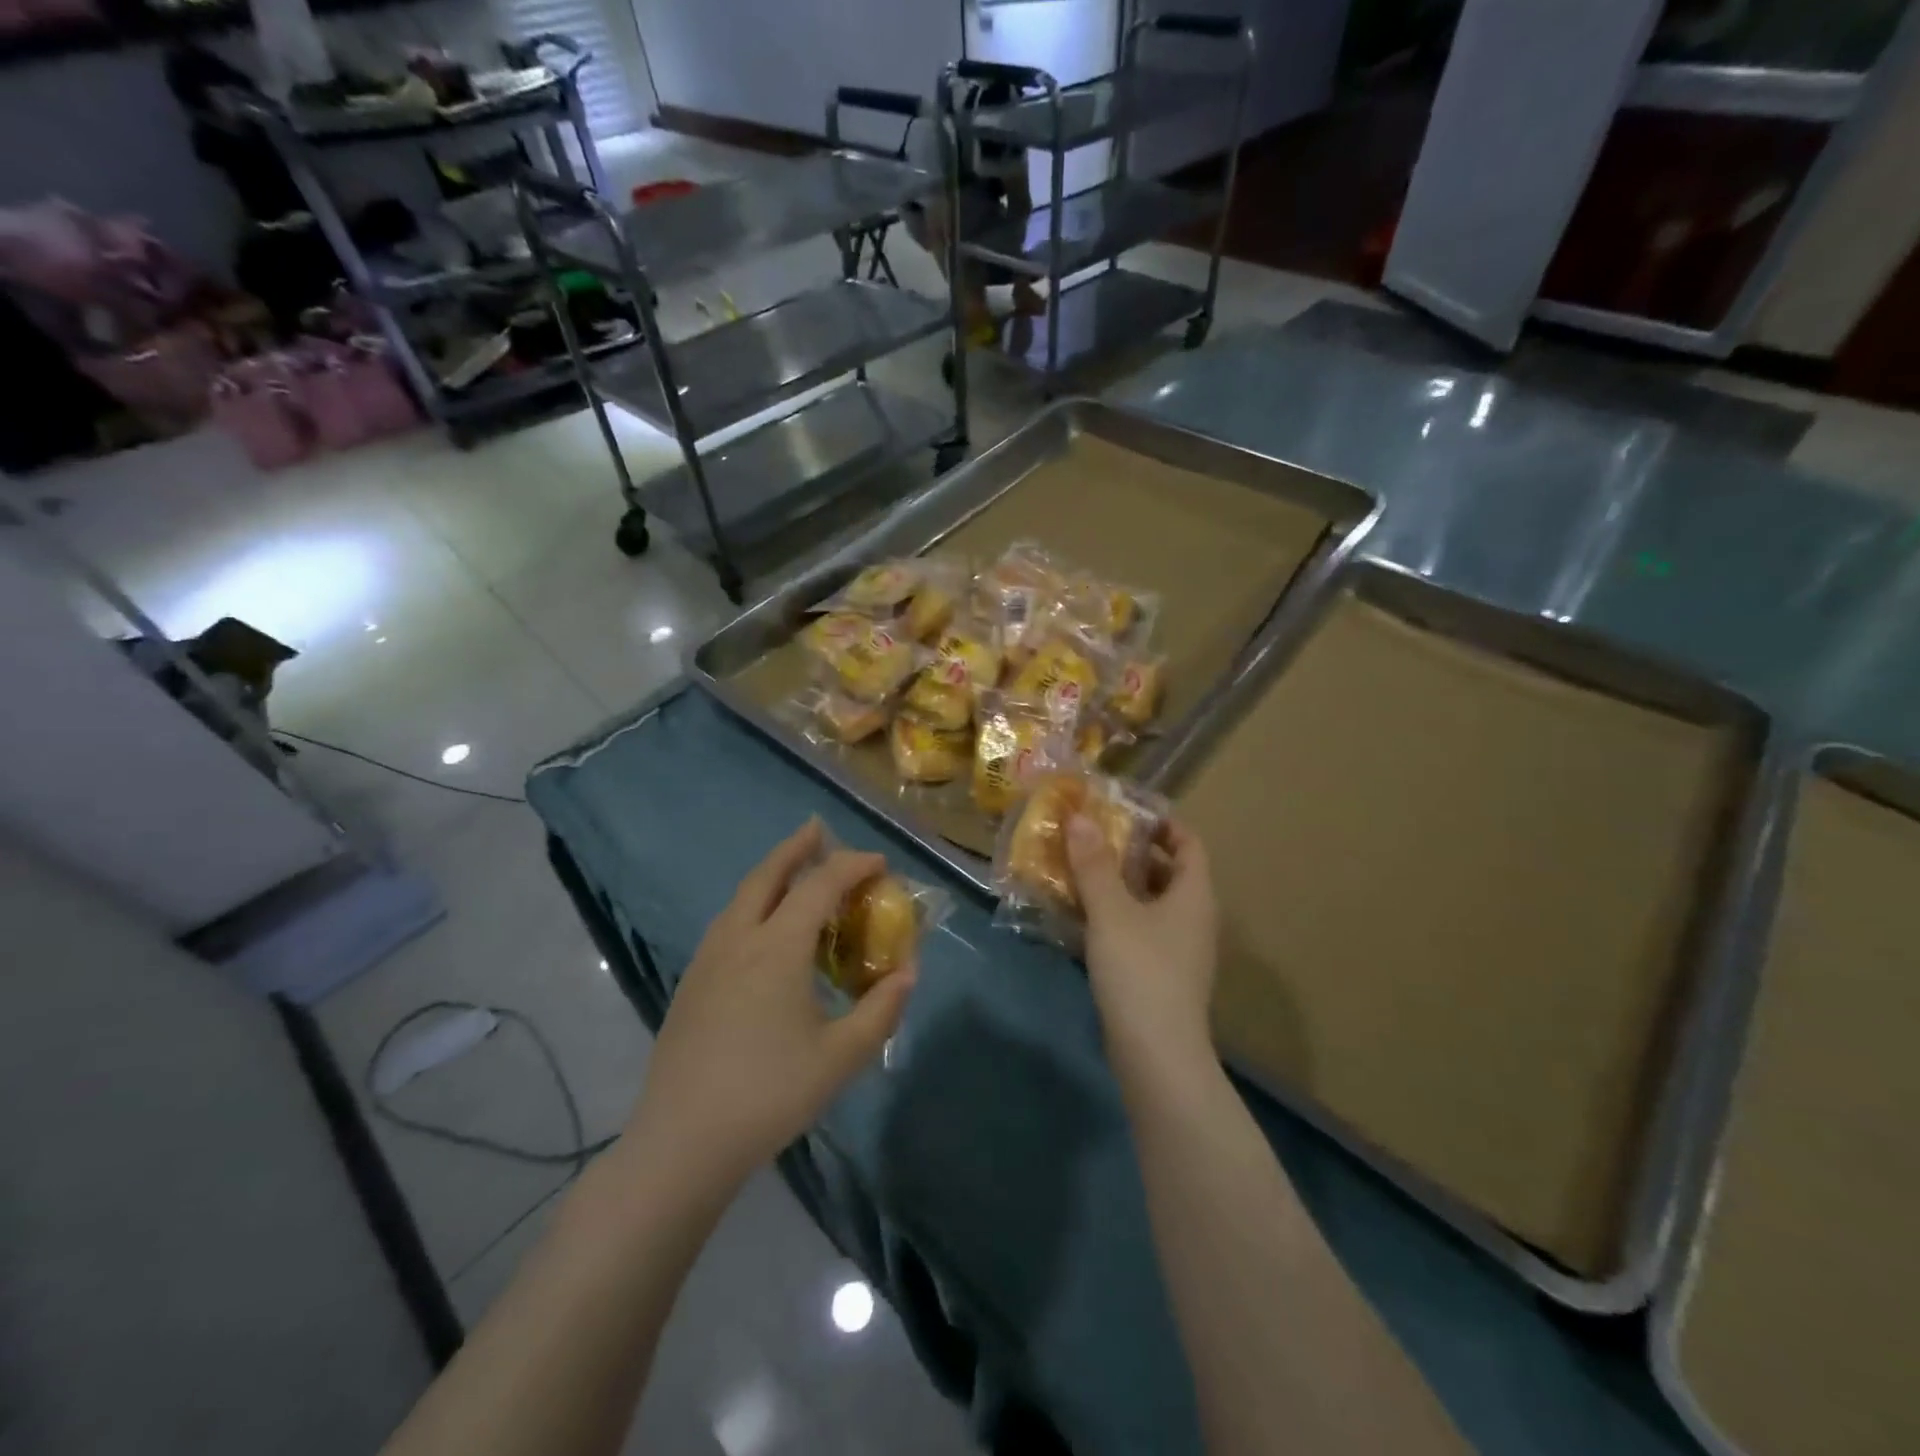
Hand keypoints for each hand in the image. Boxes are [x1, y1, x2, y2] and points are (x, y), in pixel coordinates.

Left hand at [628, 820, 914, 1187]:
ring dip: (771, 873)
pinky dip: (753, 903)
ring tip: (794, 872)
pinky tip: (762, 930)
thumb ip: (881, 1010)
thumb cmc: (769, 1095)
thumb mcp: (840, 1058)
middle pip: (768, 874)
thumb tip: (908, 973)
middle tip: (818, 829)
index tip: (880, 864)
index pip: (820, 885)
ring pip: (742, 897)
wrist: (681, 1143)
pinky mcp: (691, 984)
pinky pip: (728, 922)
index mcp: (777, 947)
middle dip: (797, 847)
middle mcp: (739, 939)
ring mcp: (707, 960)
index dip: (853, 866)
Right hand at [1067, 815, 1217, 1078]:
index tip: (1125, 810)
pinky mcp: (1160, 974)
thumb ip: (1094, 864)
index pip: (1189, 843)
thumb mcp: (1112, 911)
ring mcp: (1178, 949)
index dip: (1162, 823)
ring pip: (1149, 902)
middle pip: (1167, 871)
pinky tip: (1081, 915)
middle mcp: (1193, 917)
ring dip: (1118, 884)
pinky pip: (1139, 929)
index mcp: (1194, 894)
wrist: (1156, 1054)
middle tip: (1092, 836)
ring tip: (1079, 869)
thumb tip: (1080, 817)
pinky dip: (1115, 915)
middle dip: (1131, 851)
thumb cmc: (1140, 970)